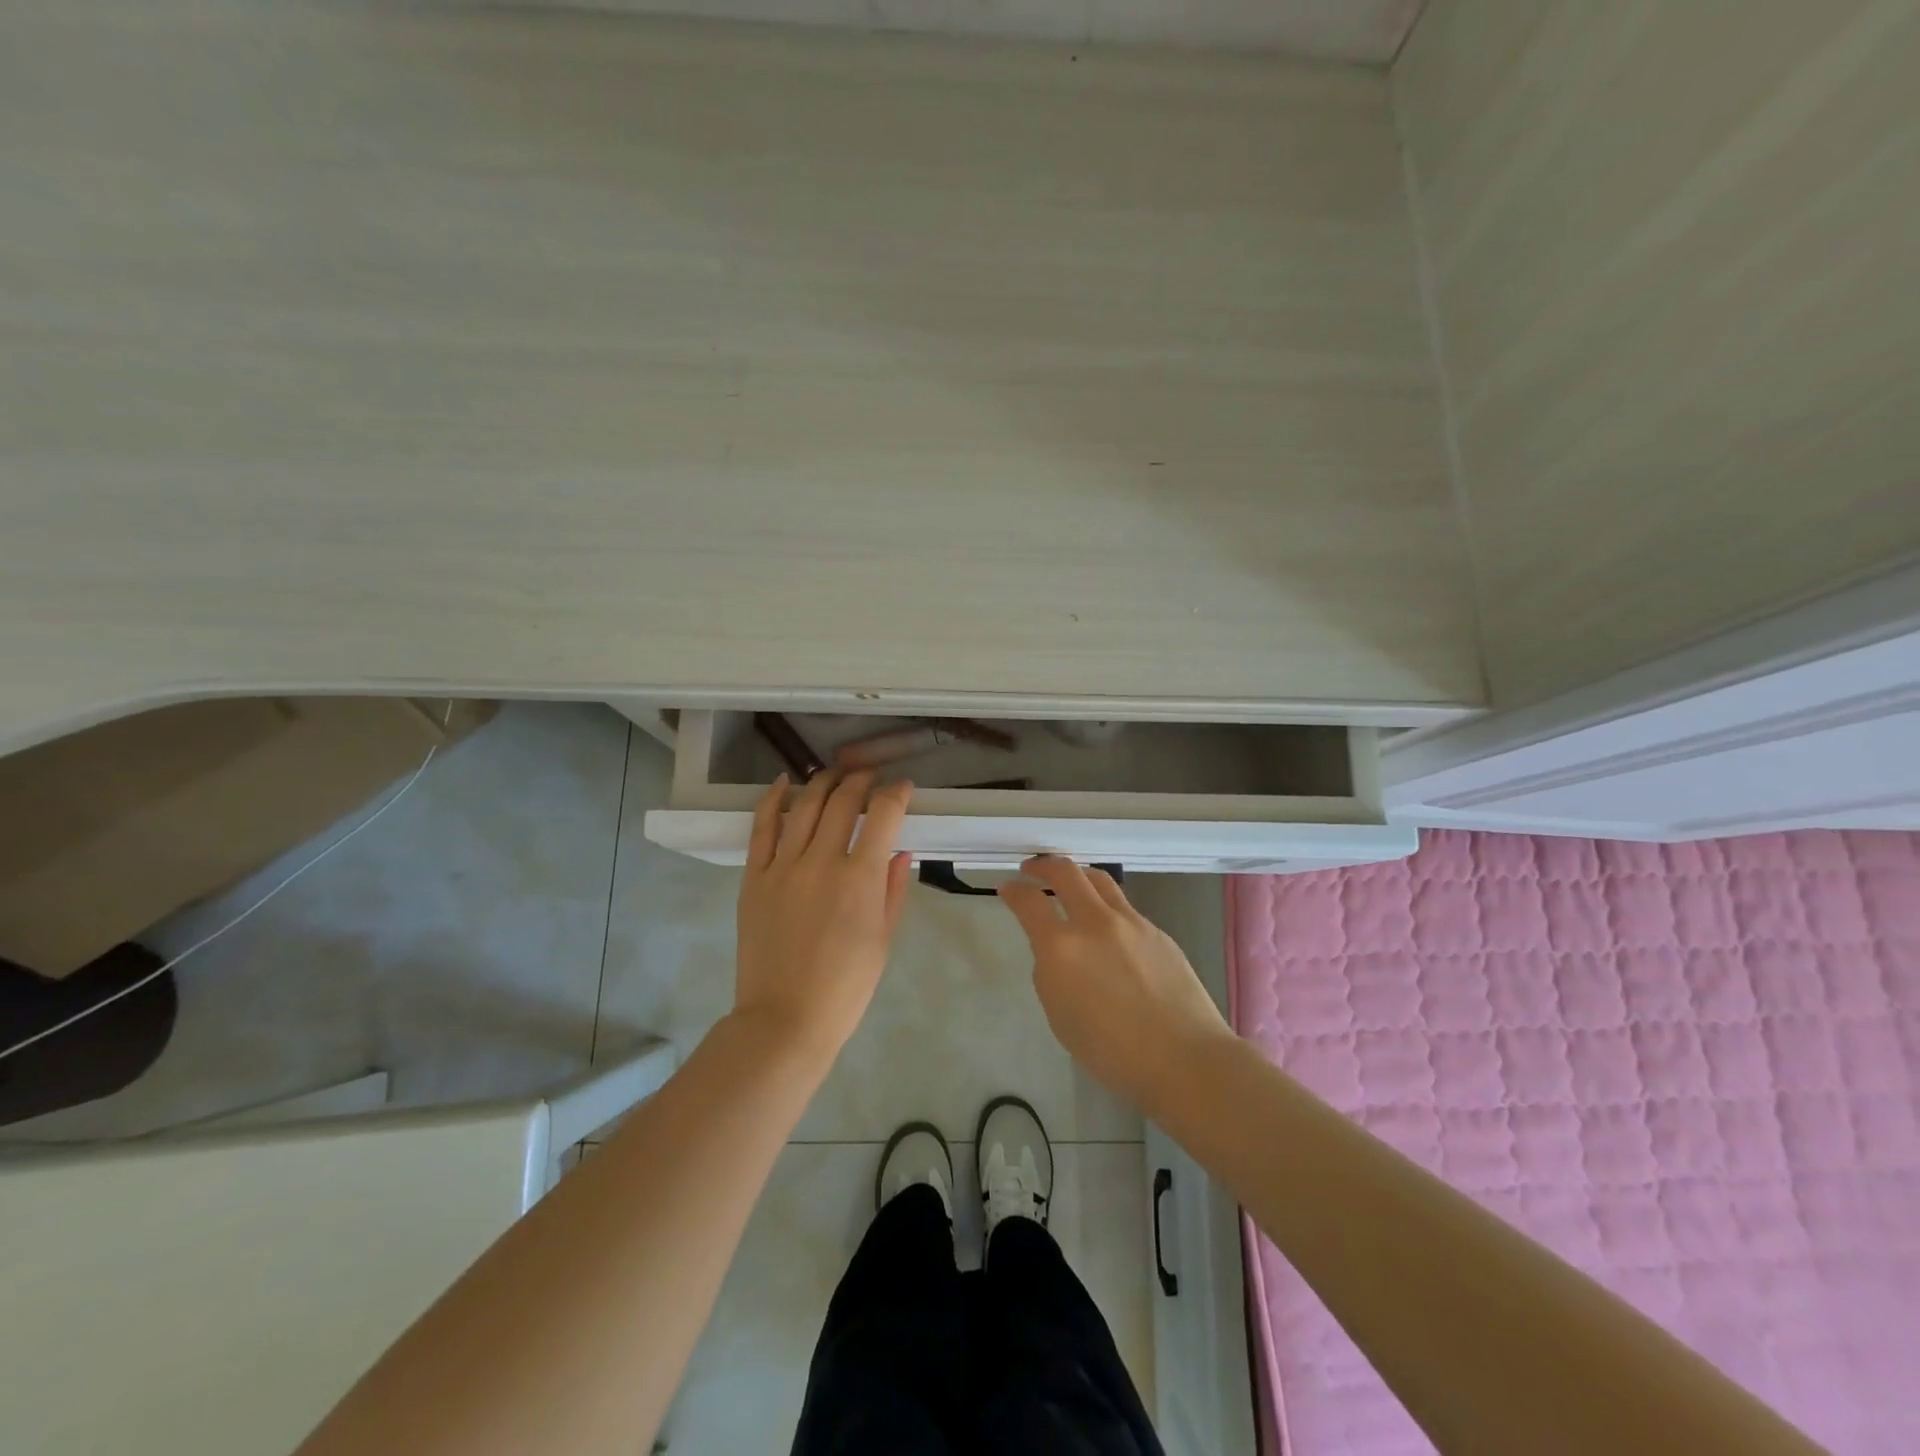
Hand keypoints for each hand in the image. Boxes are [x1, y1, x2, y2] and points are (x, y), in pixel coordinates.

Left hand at [733, 770, 913, 1067]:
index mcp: (860, 878)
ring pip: (804, 805)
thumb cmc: (846, 987)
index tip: (903, 788)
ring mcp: (783, 866)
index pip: (883, 815)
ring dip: (823, 781)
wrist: (785, 1019)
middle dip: (861, 780)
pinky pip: (762, 827)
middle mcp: (821, 861)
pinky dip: (773, 799)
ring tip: (836, 773)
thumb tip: (900, 851)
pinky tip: (785, 783)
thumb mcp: (883, 940)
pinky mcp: (754, 877)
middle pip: (842, 801)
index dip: (896, 793)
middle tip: (870, 776)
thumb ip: (893, 890)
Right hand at [998, 856, 1232, 1110]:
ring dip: (1078, 875)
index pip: (1029, 902)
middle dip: (1043, 866)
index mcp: (1062, 948)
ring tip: (1070, 883)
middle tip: (1033, 869)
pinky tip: (1108, 929)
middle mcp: (1095, 923)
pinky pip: (1124, 907)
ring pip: (1099, 879)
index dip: (1013, 890)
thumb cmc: (1113, 1052)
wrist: (1184, 1058)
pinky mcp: (1156, 931)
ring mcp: (1131, 922)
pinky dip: (1106, 906)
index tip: (1007, 888)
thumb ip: (1051, 974)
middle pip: (1066, 872)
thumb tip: (1056, 952)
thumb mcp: (1061, 1017)